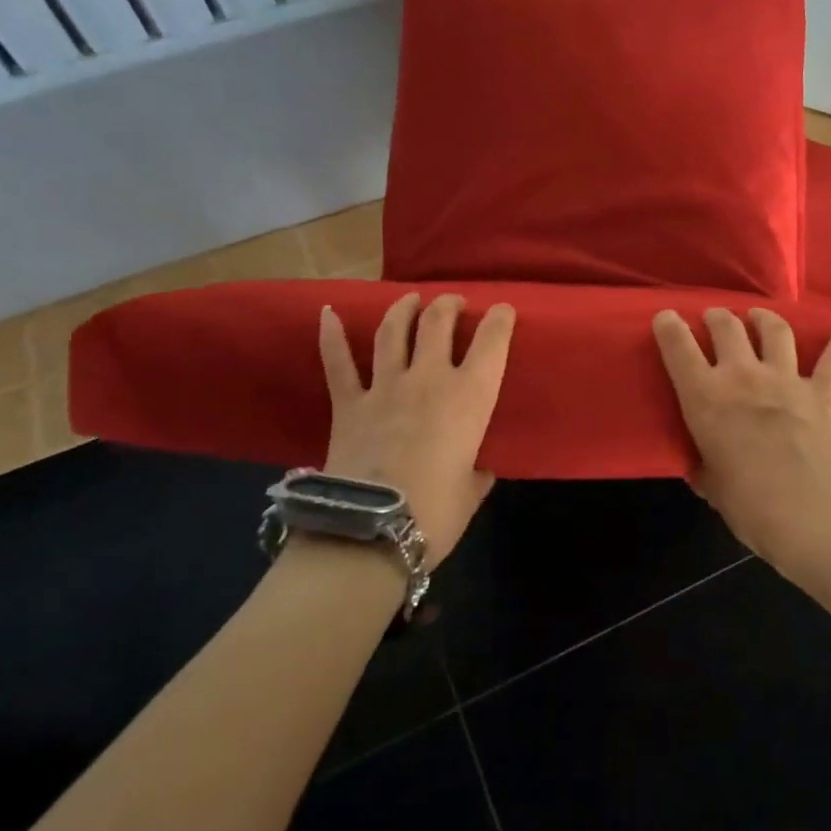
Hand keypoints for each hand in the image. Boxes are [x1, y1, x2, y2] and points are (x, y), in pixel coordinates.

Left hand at [319, 293, 515, 566]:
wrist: (371, 532)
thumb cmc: (436, 514)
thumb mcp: (471, 492)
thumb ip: (476, 473)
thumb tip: (475, 470)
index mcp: (470, 398)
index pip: (491, 343)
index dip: (499, 320)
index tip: (502, 310)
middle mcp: (429, 380)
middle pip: (438, 324)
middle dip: (449, 306)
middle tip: (453, 303)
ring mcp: (385, 388)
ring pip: (393, 332)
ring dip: (404, 309)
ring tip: (410, 299)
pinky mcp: (348, 404)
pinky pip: (338, 363)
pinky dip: (331, 336)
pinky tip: (328, 314)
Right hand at [652, 306, 830, 559]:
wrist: (811, 513)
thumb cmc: (750, 505)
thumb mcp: (712, 487)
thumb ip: (706, 469)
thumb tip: (705, 468)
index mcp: (706, 398)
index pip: (679, 349)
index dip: (669, 327)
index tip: (666, 318)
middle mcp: (743, 377)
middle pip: (728, 328)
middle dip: (717, 318)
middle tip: (714, 319)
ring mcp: (787, 380)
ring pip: (775, 331)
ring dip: (764, 318)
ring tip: (758, 316)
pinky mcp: (824, 392)